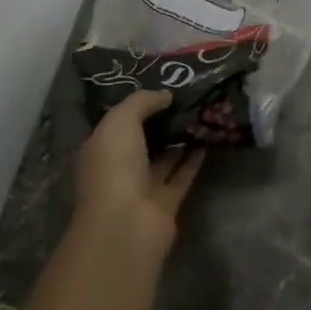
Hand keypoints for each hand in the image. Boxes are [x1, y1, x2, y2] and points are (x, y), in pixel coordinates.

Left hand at [74, 91, 204, 253]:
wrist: (126, 224)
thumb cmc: (115, 167)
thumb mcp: (121, 121)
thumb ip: (142, 102)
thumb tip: (166, 95)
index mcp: (101, 148)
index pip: (120, 121)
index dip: (140, 104)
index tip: (165, 85)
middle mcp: (120, 167)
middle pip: (143, 139)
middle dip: (162, 120)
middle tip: (189, 96)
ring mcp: (143, 187)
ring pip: (164, 158)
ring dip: (180, 139)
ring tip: (203, 113)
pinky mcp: (166, 203)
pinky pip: (182, 175)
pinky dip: (194, 160)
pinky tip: (209, 139)